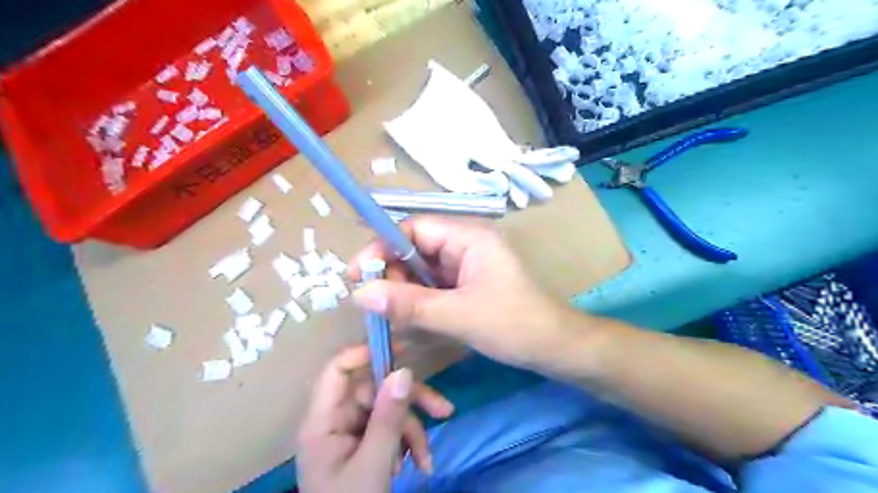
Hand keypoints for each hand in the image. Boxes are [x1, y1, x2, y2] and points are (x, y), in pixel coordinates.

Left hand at [301, 345, 455, 492]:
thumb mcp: (373, 466)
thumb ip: (387, 418)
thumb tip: (404, 371)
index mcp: (322, 421)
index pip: (339, 369)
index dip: (367, 353)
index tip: (403, 351)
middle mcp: (336, 419)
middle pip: (374, 389)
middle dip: (409, 402)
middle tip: (443, 410)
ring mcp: (352, 432)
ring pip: (388, 408)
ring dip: (413, 430)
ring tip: (426, 459)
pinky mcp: (366, 443)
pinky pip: (391, 428)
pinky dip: (409, 443)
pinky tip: (420, 464)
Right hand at [351, 215, 576, 369]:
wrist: (554, 348)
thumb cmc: (513, 325)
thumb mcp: (458, 315)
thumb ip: (409, 304)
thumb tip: (359, 294)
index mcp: (468, 237)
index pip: (414, 228)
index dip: (382, 246)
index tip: (357, 275)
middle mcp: (465, 245)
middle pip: (414, 249)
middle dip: (392, 274)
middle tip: (375, 305)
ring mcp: (465, 266)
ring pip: (420, 270)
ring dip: (403, 291)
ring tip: (391, 317)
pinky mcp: (465, 285)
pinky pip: (432, 286)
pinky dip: (417, 301)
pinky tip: (409, 320)